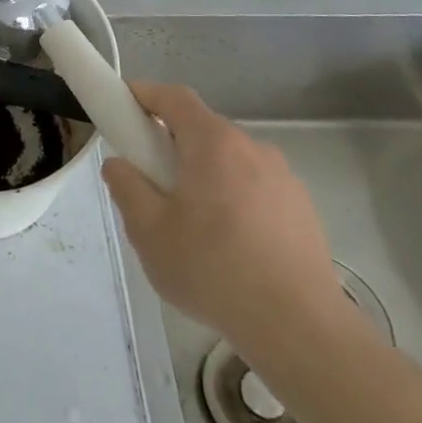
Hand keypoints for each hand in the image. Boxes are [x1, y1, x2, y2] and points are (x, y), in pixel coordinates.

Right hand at [102, 82, 355, 361]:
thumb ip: (126, 188)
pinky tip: (228, 245)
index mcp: (214, 144)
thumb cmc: (212, 269)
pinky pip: (254, 187)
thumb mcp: (148, 231)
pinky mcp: (302, 209)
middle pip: (202, 129)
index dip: (144, 94)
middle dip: (170, 143)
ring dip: (203, 174)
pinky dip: (232, 198)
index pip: (174, 97)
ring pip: (229, 161)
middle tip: (148, 180)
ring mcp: (284, 178)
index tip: (122, 106)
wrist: (299, 328)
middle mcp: (253, 148)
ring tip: (189, 223)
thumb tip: (119, 166)